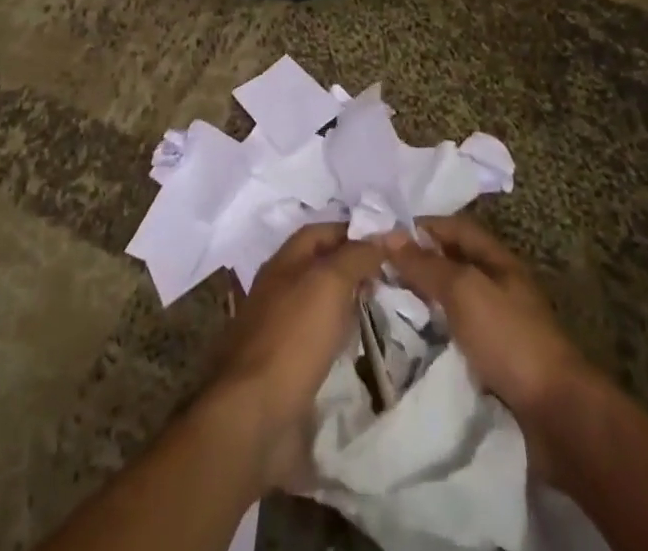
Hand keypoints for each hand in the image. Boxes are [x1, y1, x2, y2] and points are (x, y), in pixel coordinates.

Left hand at [204, 222, 383, 491]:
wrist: (254, 415)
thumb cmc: (293, 337)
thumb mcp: (330, 282)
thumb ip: (358, 255)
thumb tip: (387, 234)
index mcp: (283, 262)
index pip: (323, 232)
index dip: (355, 232)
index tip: (390, 244)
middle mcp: (279, 290)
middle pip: (322, 267)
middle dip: (355, 268)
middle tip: (393, 278)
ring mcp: (281, 331)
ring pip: (322, 305)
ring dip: (349, 304)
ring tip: (384, 309)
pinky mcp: (287, 368)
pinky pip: (320, 341)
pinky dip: (341, 339)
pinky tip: (360, 347)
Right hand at [384, 215, 589, 424]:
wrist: (556, 415)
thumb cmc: (509, 338)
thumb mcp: (464, 290)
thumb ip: (426, 264)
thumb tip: (388, 235)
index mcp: (498, 261)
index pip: (455, 228)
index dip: (422, 227)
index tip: (383, 237)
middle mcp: (499, 288)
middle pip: (453, 265)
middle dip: (418, 265)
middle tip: (377, 272)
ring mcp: (499, 328)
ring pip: (453, 304)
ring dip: (424, 304)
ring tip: (385, 306)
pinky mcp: (495, 365)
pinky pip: (456, 339)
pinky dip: (434, 337)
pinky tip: (410, 344)